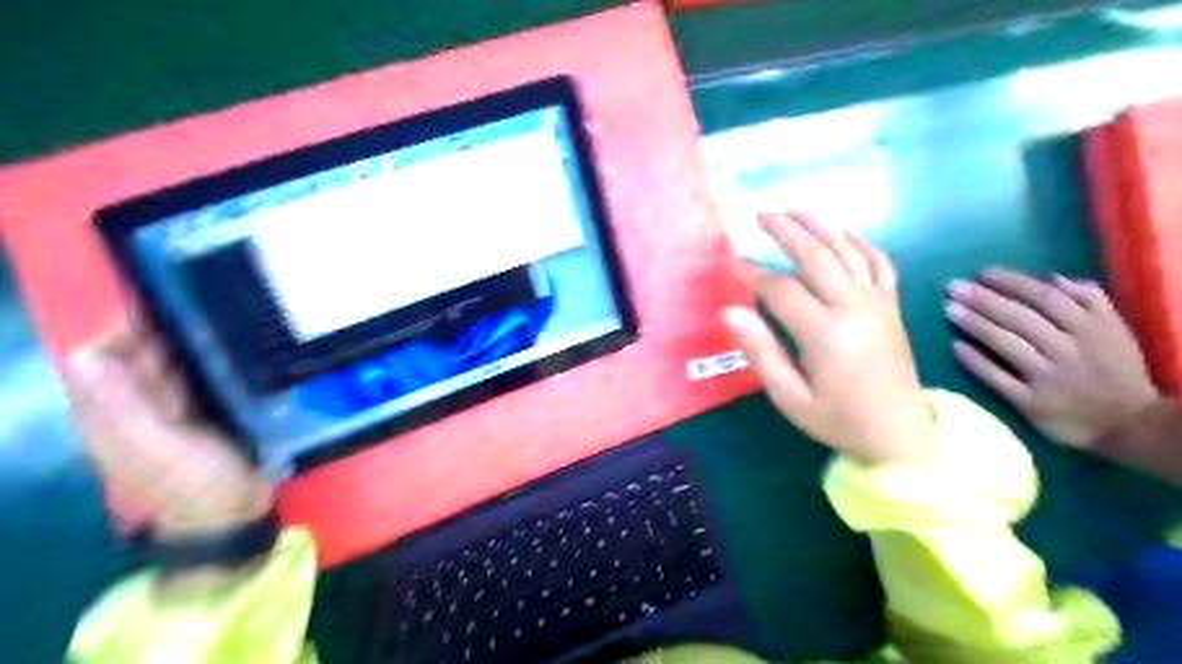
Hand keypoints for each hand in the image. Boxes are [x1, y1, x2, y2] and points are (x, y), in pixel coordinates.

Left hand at [64, 325, 272, 540]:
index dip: (119, 331)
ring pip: (164, 367)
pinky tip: (227, 349)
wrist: (231, 514)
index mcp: (107, 417)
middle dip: (156, 331)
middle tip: (199, 304)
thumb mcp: (157, 446)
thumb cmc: (194, 482)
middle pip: (132, 359)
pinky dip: (202, 362)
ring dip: (183, 343)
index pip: (98, 360)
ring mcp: (165, 413)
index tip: (159, 305)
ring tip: (217, 317)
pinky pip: (191, 379)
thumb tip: (85, 356)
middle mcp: (130, 410)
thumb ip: (123, 405)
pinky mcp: (196, 415)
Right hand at [725, 213, 938, 465]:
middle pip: (815, 256)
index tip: (731, 263)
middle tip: (759, 216)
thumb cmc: (838, 419)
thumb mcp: (790, 397)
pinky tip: (845, 233)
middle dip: (785, 231)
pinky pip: (879, 263)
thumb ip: (761, 352)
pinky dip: (862, 243)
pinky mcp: (891, 305)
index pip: (780, 289)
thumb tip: (729, 312)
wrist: (901, 433)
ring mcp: (877, 302)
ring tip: (793, 211)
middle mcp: (853, 307)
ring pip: (846, 250)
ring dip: (818, 226)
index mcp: (825, 333)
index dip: (752, 273)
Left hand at [949, 267, 1159, 447]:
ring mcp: (1050, 377)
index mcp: (1090, 328)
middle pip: (1021, 318)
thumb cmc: (1114, 371)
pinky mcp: (1033, 403)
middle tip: (952, 287)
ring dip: (976, 325)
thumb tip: (1052, 278)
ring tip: (949, 310)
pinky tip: (955, 347)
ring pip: (1008, 344)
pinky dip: (977, 362)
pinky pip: (999, 379)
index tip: (981, 273)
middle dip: (984, 300)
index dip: (1011, 283)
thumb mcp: (1114, 331)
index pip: (1045, 297)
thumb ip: (1089, 301)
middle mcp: (1069, 349)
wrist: (1131, 425)